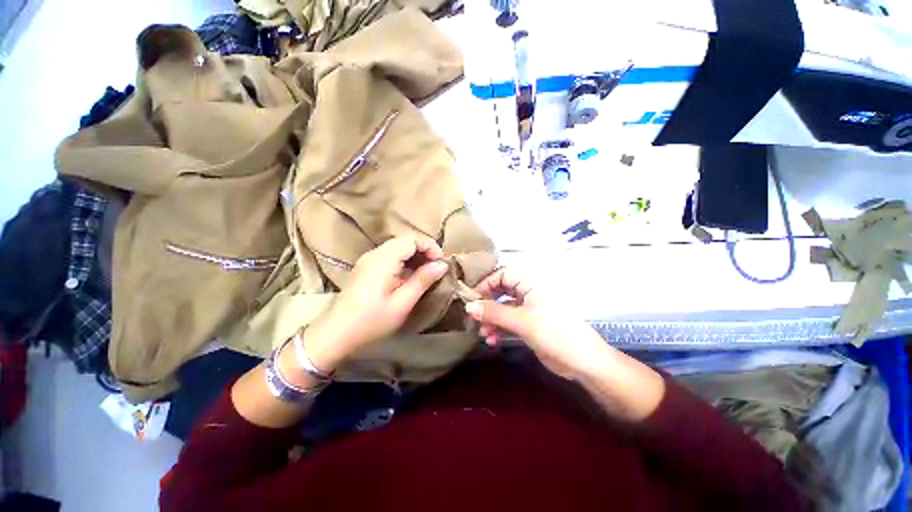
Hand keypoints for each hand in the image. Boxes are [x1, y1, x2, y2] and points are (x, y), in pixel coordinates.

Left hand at [304, 236, 449, 371]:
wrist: (335, 334)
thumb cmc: (371, 321)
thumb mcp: (402, 304)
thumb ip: (422, 280)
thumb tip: (442, 265)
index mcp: (383, 259)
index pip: (412, 239)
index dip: (430, 246)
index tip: (441, 263)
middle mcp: (374, 254)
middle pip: (405, 240)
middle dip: (424, 250)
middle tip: (436, 268)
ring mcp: (368, 259)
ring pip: (398, 247)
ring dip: (415, 255)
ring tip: (427, 272)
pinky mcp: (366, 267)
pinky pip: (390, 255)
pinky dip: (404, 261)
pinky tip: (410, 276)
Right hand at [464, 268, 610, 379]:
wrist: (582, 361)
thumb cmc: (554, 332)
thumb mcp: (521, 321)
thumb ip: (493, 312)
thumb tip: (468, 306)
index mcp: (530, 284)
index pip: (503, 274)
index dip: (487, 284)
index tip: (473, 299)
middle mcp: (528, 293)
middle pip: (501, 292)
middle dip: (487, 305)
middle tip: (475, 317)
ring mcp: (529, 310)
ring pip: (503, 309)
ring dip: (492, 320)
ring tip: (483, 334)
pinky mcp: (529, 325)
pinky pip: (509, 322)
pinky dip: (499, 330)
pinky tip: (492, 341)